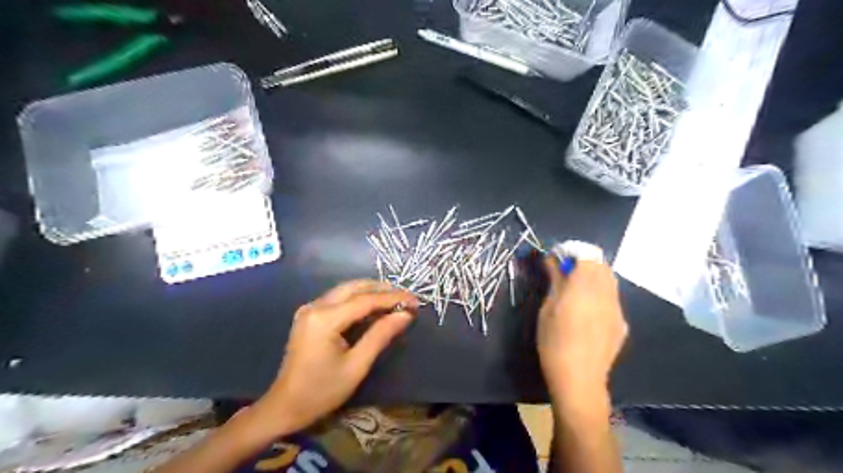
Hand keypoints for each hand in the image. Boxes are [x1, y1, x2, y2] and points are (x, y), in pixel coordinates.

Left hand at [253, 279, 416, 437]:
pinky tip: (374, 308)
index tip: (415, 301)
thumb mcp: (356, 365)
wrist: (285, 407)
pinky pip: (339, 299)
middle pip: (355, 287)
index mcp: (324, 319)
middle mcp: (315, 306)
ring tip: (395, 301)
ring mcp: (310, 309)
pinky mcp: (310, 315)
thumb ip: (381, 335)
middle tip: (406, 298)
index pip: (365, 300)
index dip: (392, 299)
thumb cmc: (322, 391)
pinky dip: (359, 299)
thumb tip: (406, 315)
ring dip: (371, 292)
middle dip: (383, 289)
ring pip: (346, 290)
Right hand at [540, 242, 624, 407]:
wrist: (579, 378)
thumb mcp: (548, 308)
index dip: (571, 250)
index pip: (587, 253)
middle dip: (583, 261)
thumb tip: (552, 260)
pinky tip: (587, 311)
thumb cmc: (554, 341)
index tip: (556, 258)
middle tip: (564, 273)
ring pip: (609, 280)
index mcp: (585, 286)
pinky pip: (612, 298)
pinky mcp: (621, 323)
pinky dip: (600, 294)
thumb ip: (555, 280)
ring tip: (575, 290)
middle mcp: (606, 292)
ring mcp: (617, 308)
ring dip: (593, 276)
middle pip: (601, 264)